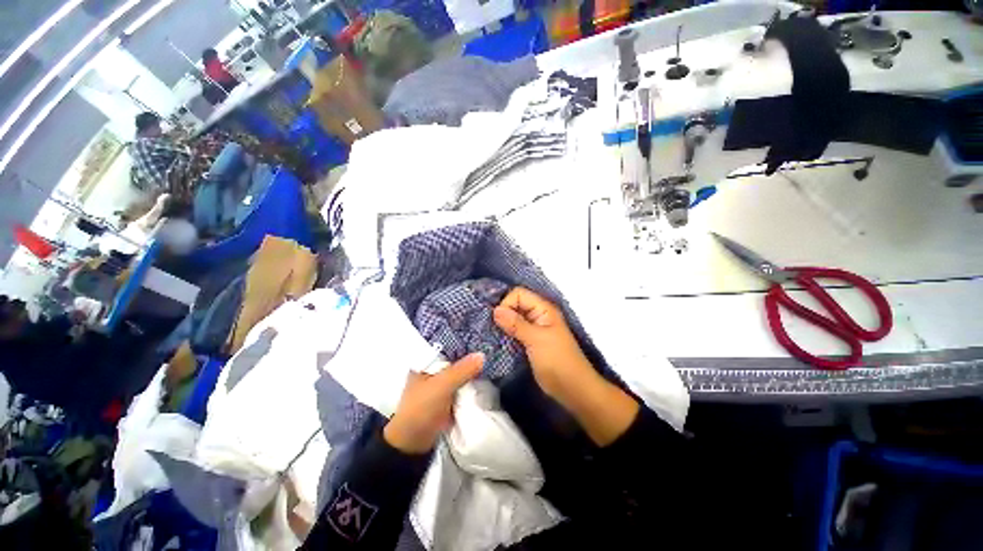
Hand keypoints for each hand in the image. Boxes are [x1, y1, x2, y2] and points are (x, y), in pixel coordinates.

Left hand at [383, 353, 483, 453]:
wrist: (414, 444)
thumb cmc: (421, 409)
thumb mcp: (442, 386)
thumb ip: (462, 370)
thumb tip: (482, 355)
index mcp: (425, 364)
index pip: (447, 348)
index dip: (464, 345)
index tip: (482, 341)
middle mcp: (433, 373)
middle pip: (456, 362)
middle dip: (471, 359)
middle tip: (490, 351)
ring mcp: (440, 387)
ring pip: (460, 375)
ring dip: (473, 373)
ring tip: (492, 362)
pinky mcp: (447, 400)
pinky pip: (462, 388)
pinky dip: (472, 385)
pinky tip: (485, 379)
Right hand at [492, 288, 594, 402]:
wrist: (572, 389)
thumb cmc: (557, 361)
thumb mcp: (536, 340)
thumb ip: (516, 324)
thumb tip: (496, 310)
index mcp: (543, 309)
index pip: (519, 294)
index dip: (507, 303)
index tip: (498, 320)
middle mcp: (538, 315)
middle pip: (515, 304)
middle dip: (502, 313)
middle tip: (490, 327)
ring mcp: (534, 329)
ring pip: (513, 319)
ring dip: (503, 325)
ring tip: (491, 335)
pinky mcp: (530, 342)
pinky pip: (514, 332)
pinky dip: (506, 334)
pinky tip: (497, 342)